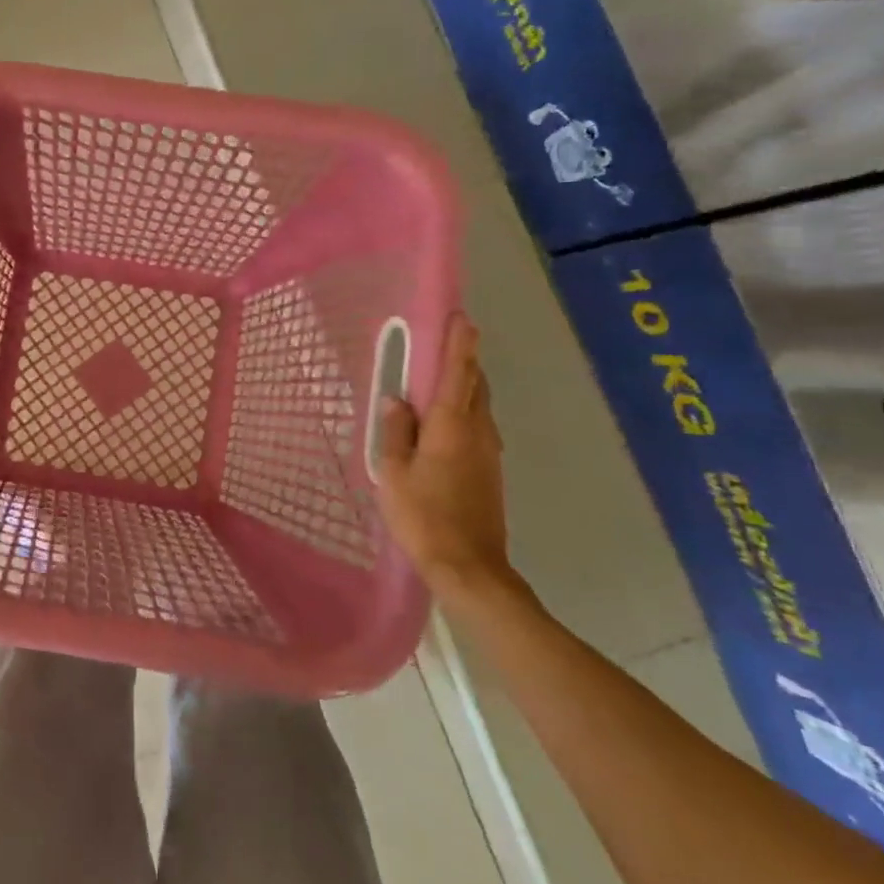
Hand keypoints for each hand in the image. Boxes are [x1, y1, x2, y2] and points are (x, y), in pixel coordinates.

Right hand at [375, 312, 517, 600]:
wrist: (469, 566)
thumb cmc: (423, 515)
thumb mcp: (393, 472)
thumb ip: (395, 431)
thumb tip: (397, 399)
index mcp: (452, 426)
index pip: (458, 373)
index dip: (460, 344)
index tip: (461, 317)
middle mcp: (478, 431)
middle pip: (476, 385)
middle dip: (464, 360)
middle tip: (446, 340)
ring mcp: (489, 451)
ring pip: (480, 405)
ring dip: (465, 384)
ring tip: (441, 375)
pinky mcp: (489, 469)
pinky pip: (477, 425)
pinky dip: (464, 409)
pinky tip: (444, 420)